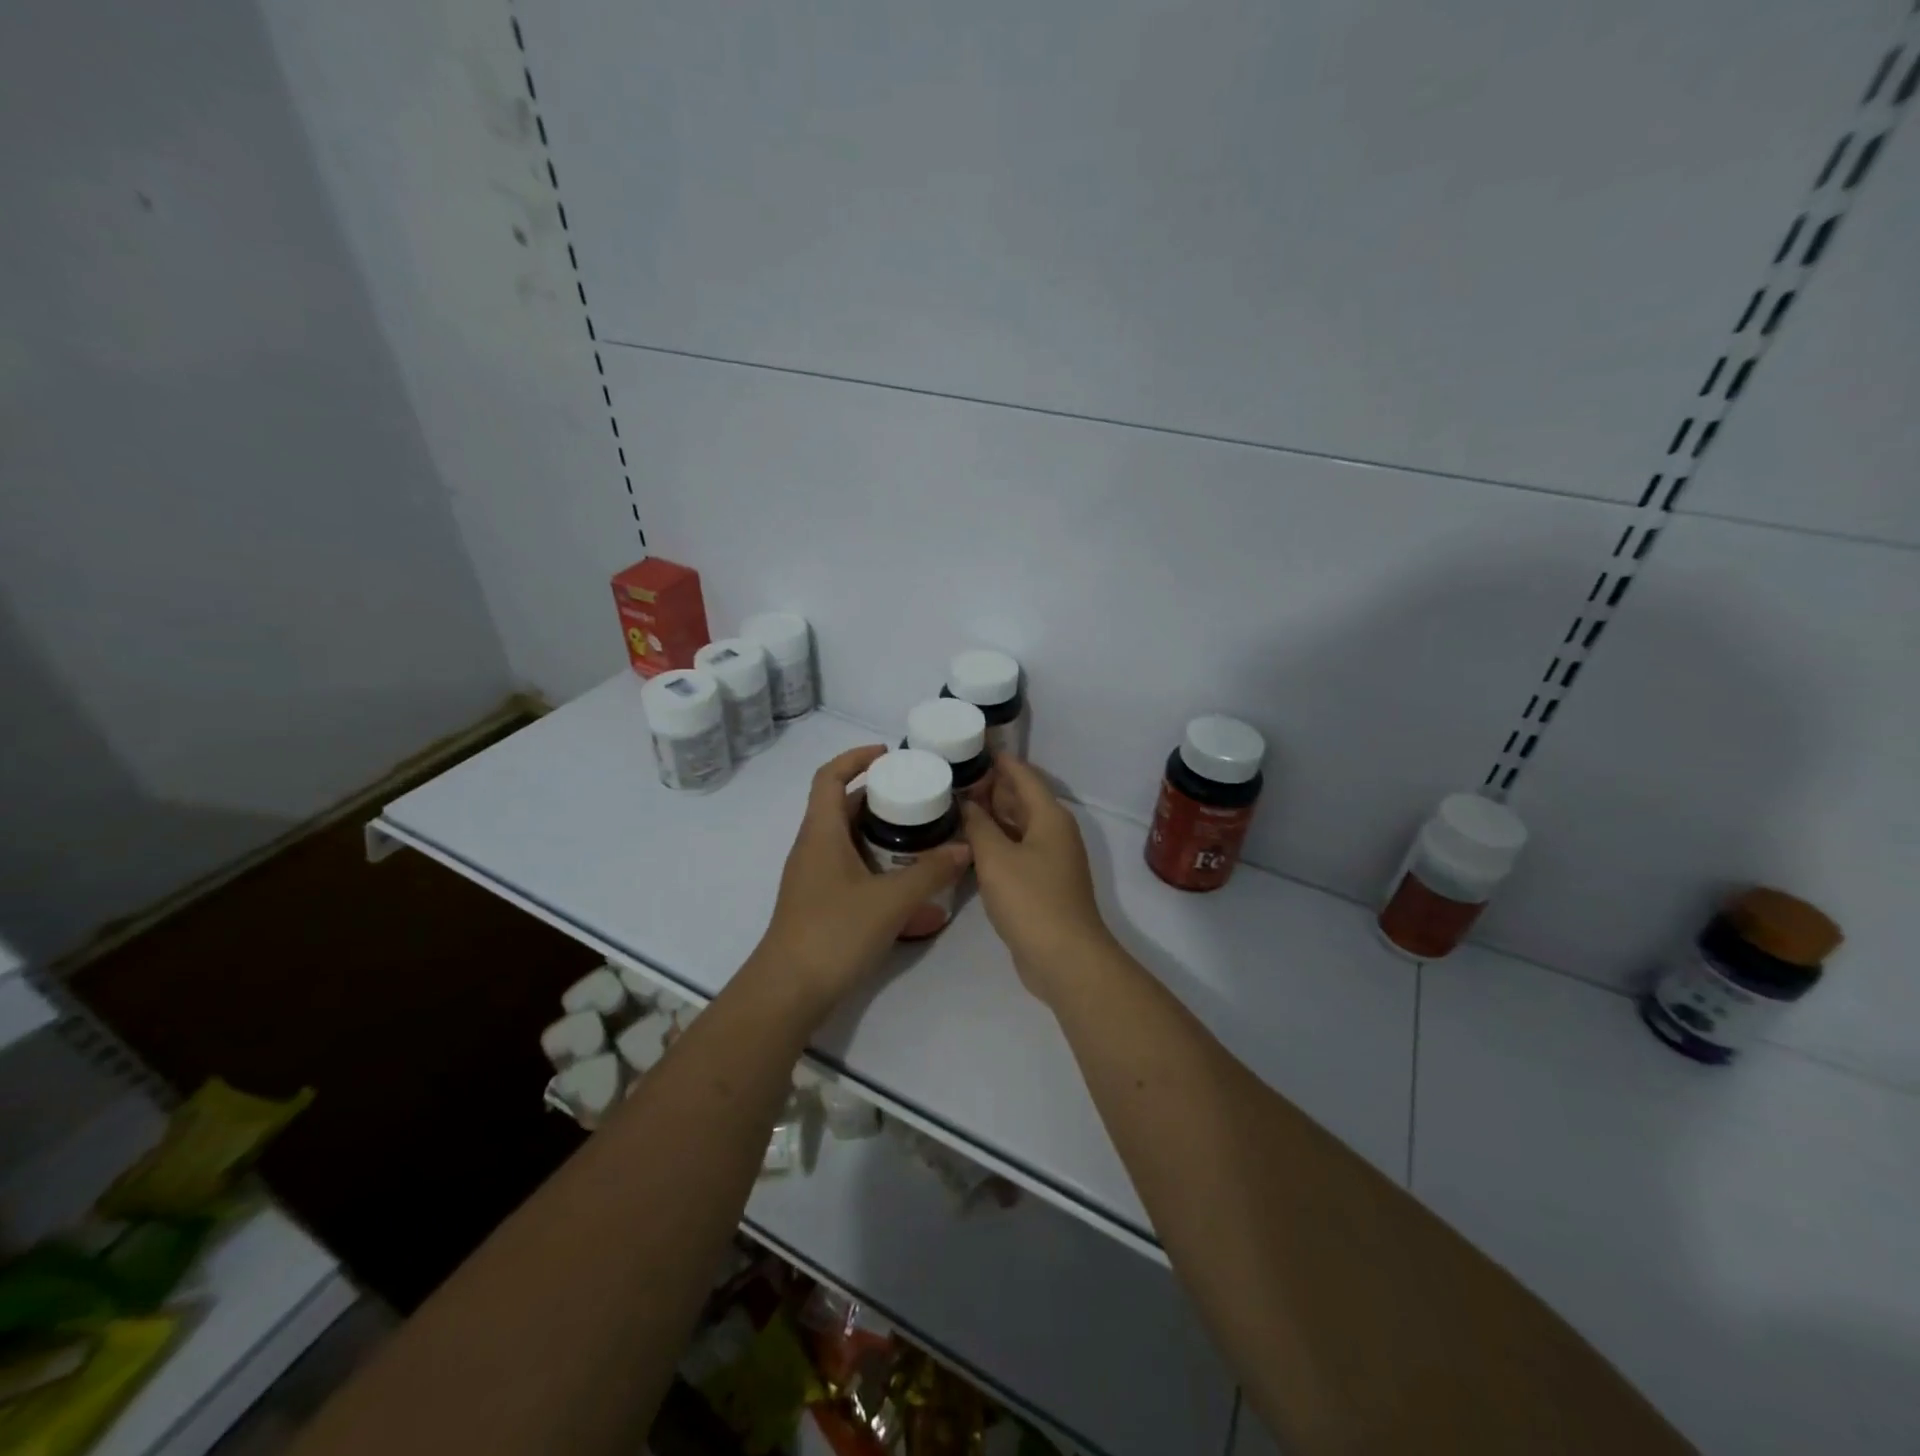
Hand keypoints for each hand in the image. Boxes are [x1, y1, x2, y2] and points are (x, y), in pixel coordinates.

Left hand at [750, 746, 970, 1019]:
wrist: (789, 991)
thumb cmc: (834, 933)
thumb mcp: (891, 901)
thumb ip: (930, 872)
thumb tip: (965, 848)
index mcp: (821, 832)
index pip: (829, 777)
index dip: (855, 757)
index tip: (889, 754)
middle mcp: (813, 847)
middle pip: (844, 807)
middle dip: (881, 797)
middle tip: (920, 797)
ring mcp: (814, 877)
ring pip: (849, 839)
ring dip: (882, 833)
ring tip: (922, 834)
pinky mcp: (820, 902)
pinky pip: (851, 867)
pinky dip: (877, 863)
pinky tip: (907, 881)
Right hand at [961, 756, 1116, 1006]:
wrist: (1064, 957)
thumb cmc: (1030, 899)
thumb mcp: (996, 858)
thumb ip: (978, 825)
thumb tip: (966, 802)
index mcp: (1049, 816)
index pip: (1022, 775)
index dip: (998, 760)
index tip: (970, 747)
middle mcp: (1054, 832)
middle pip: (1021, 799)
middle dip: (990, 787)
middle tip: (951, 778)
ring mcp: (1050, 859)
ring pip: (1017, 826)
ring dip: (991, 816)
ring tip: (954, 806)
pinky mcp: (1043, 883)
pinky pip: (1016, 850)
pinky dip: (995, 842)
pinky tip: (969, 844)